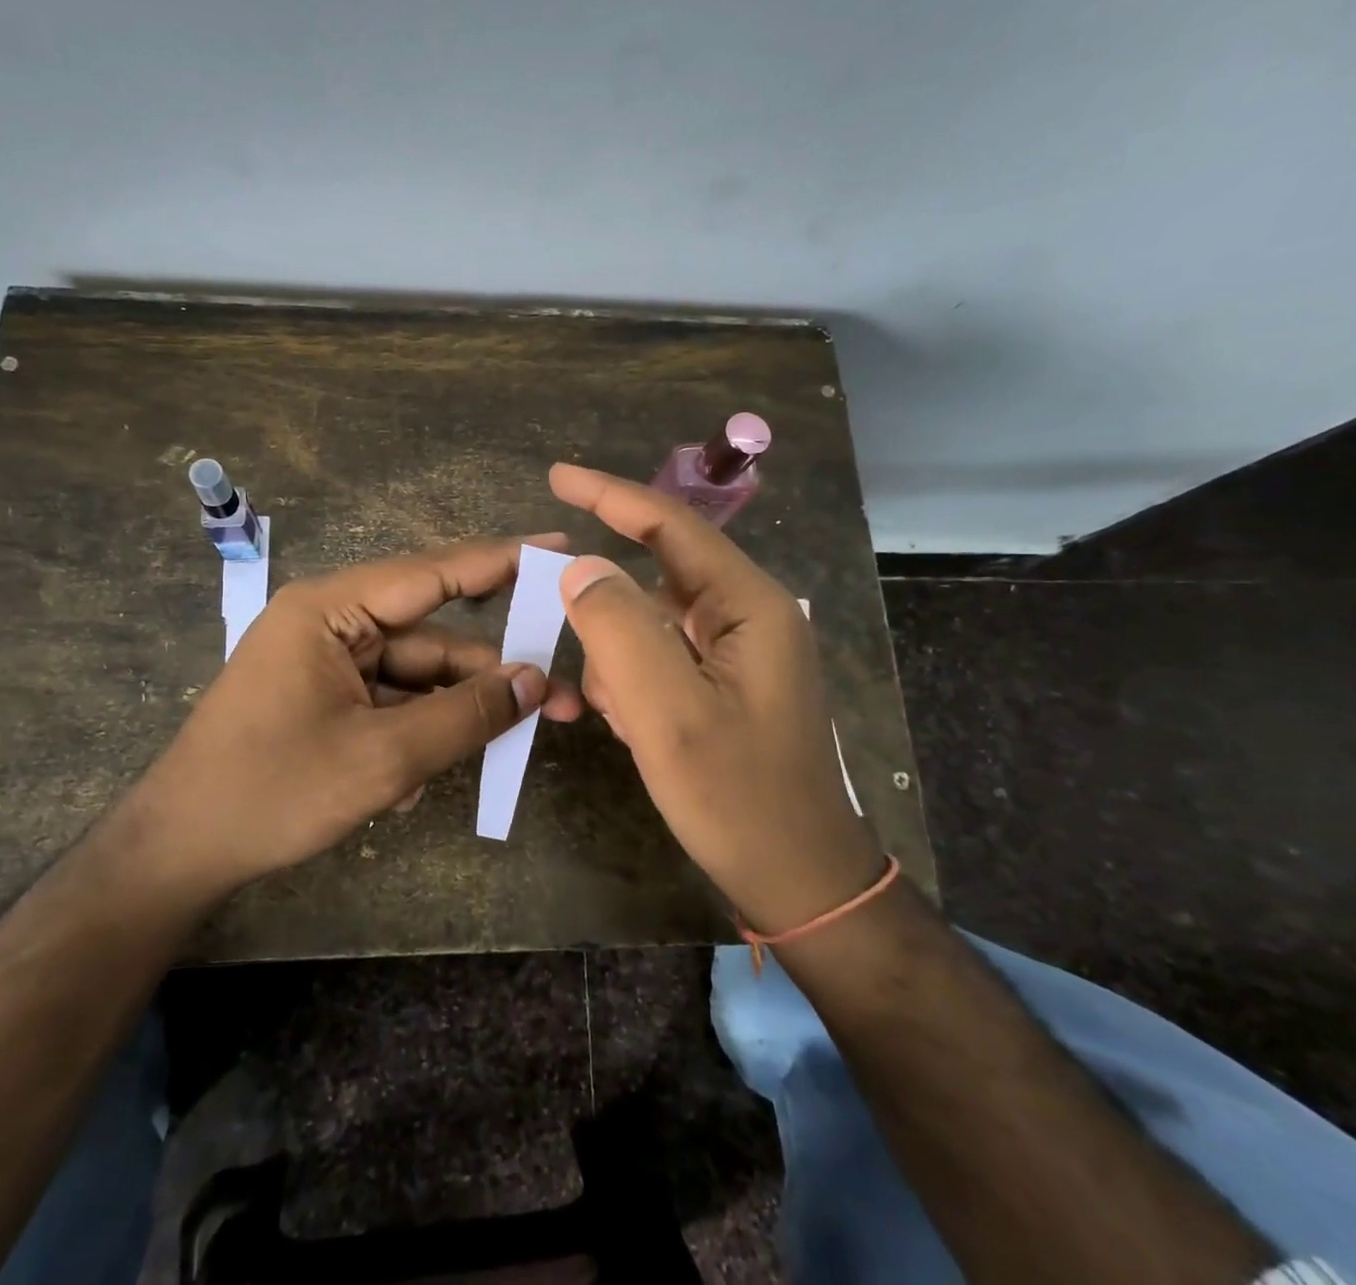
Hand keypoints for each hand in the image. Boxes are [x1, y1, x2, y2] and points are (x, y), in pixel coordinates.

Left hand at [124, 535, 581, 896]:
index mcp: (331, 609)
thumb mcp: (382, 758)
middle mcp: (330, 622)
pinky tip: (413, 785)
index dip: (503, 559)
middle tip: (560, 697)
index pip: (433, 572)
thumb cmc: (273, 791)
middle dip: (490, 672)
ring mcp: (325, 662)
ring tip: (503, 751)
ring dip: (451, 715)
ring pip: (414, 676)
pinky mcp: (323, 697)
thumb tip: (535, 682)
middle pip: (431, 635)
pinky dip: (413, 734)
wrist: (180, 850)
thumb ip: (465, 716)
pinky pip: (388, 702)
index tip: (560, 547)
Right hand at [549, 464, 882, 933]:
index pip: (671, 526)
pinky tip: (640, 729)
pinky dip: (636, 685)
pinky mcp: (726, 682)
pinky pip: (661, 658)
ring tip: (629, 723)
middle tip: (598, 680)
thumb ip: (618, 630)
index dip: (610, 496)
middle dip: (610, 623)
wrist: (799, 880)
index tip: (556, 476)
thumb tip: (580, 568)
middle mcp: (748, 615)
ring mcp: (739, 651)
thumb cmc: (738, 798)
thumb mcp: (668, 714)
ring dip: (622, 665)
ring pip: (650, 625)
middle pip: (656, 580)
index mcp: (749, 606)